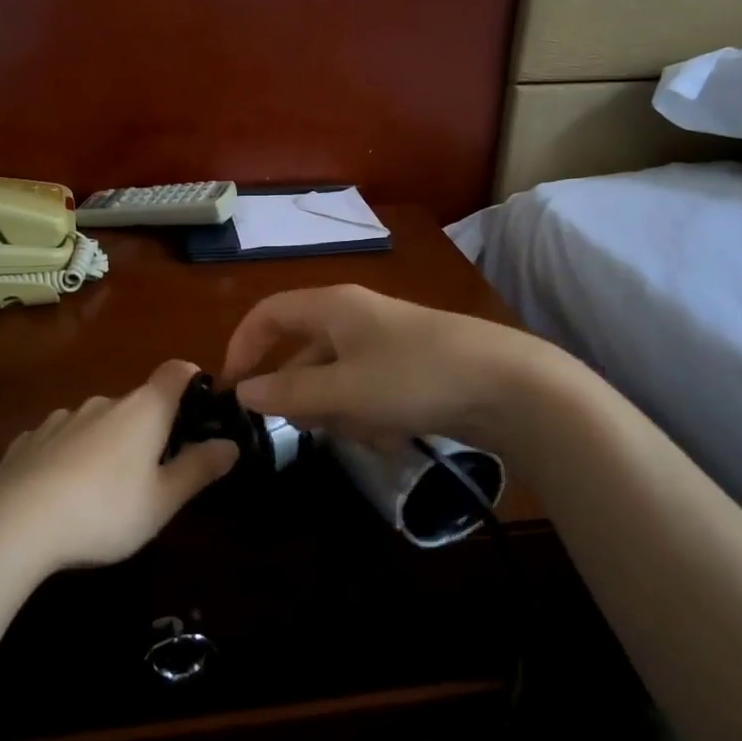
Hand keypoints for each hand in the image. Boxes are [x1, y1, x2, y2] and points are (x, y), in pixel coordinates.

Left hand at [0, 360, 238, 570]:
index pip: (176, 372)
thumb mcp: (163, 500)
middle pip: (137, 403)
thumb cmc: (105, 510)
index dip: (192, 380)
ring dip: (108, 443)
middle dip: (150, 428)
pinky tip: (62, 491)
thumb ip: (199, 468)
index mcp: (143, 410)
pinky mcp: (29, 440)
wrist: (16, 524)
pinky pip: (61, 440)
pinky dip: (70, 456)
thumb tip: (230, 444)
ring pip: (97, 422)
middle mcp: (104, 402)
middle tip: (154, 472)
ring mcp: (62, 418)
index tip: (200, 405)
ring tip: (104, 488)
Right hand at [223, 284, 549, 448]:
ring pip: (334, 379)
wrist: (508, 385)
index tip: (233, 392)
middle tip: (310, 427)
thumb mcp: (342, 390)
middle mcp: (353, 316)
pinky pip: (366, 391)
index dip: (243, 347)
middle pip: (302, 352)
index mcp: (332, 306)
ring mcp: (383, 342)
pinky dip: (368, 415)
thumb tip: (242, 393)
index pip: (267, 314)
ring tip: (365, 430)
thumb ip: (287, 392)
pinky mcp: (408, 368)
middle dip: (301, 394)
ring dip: (338, 410)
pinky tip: (390, 433)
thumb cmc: (413, 378)